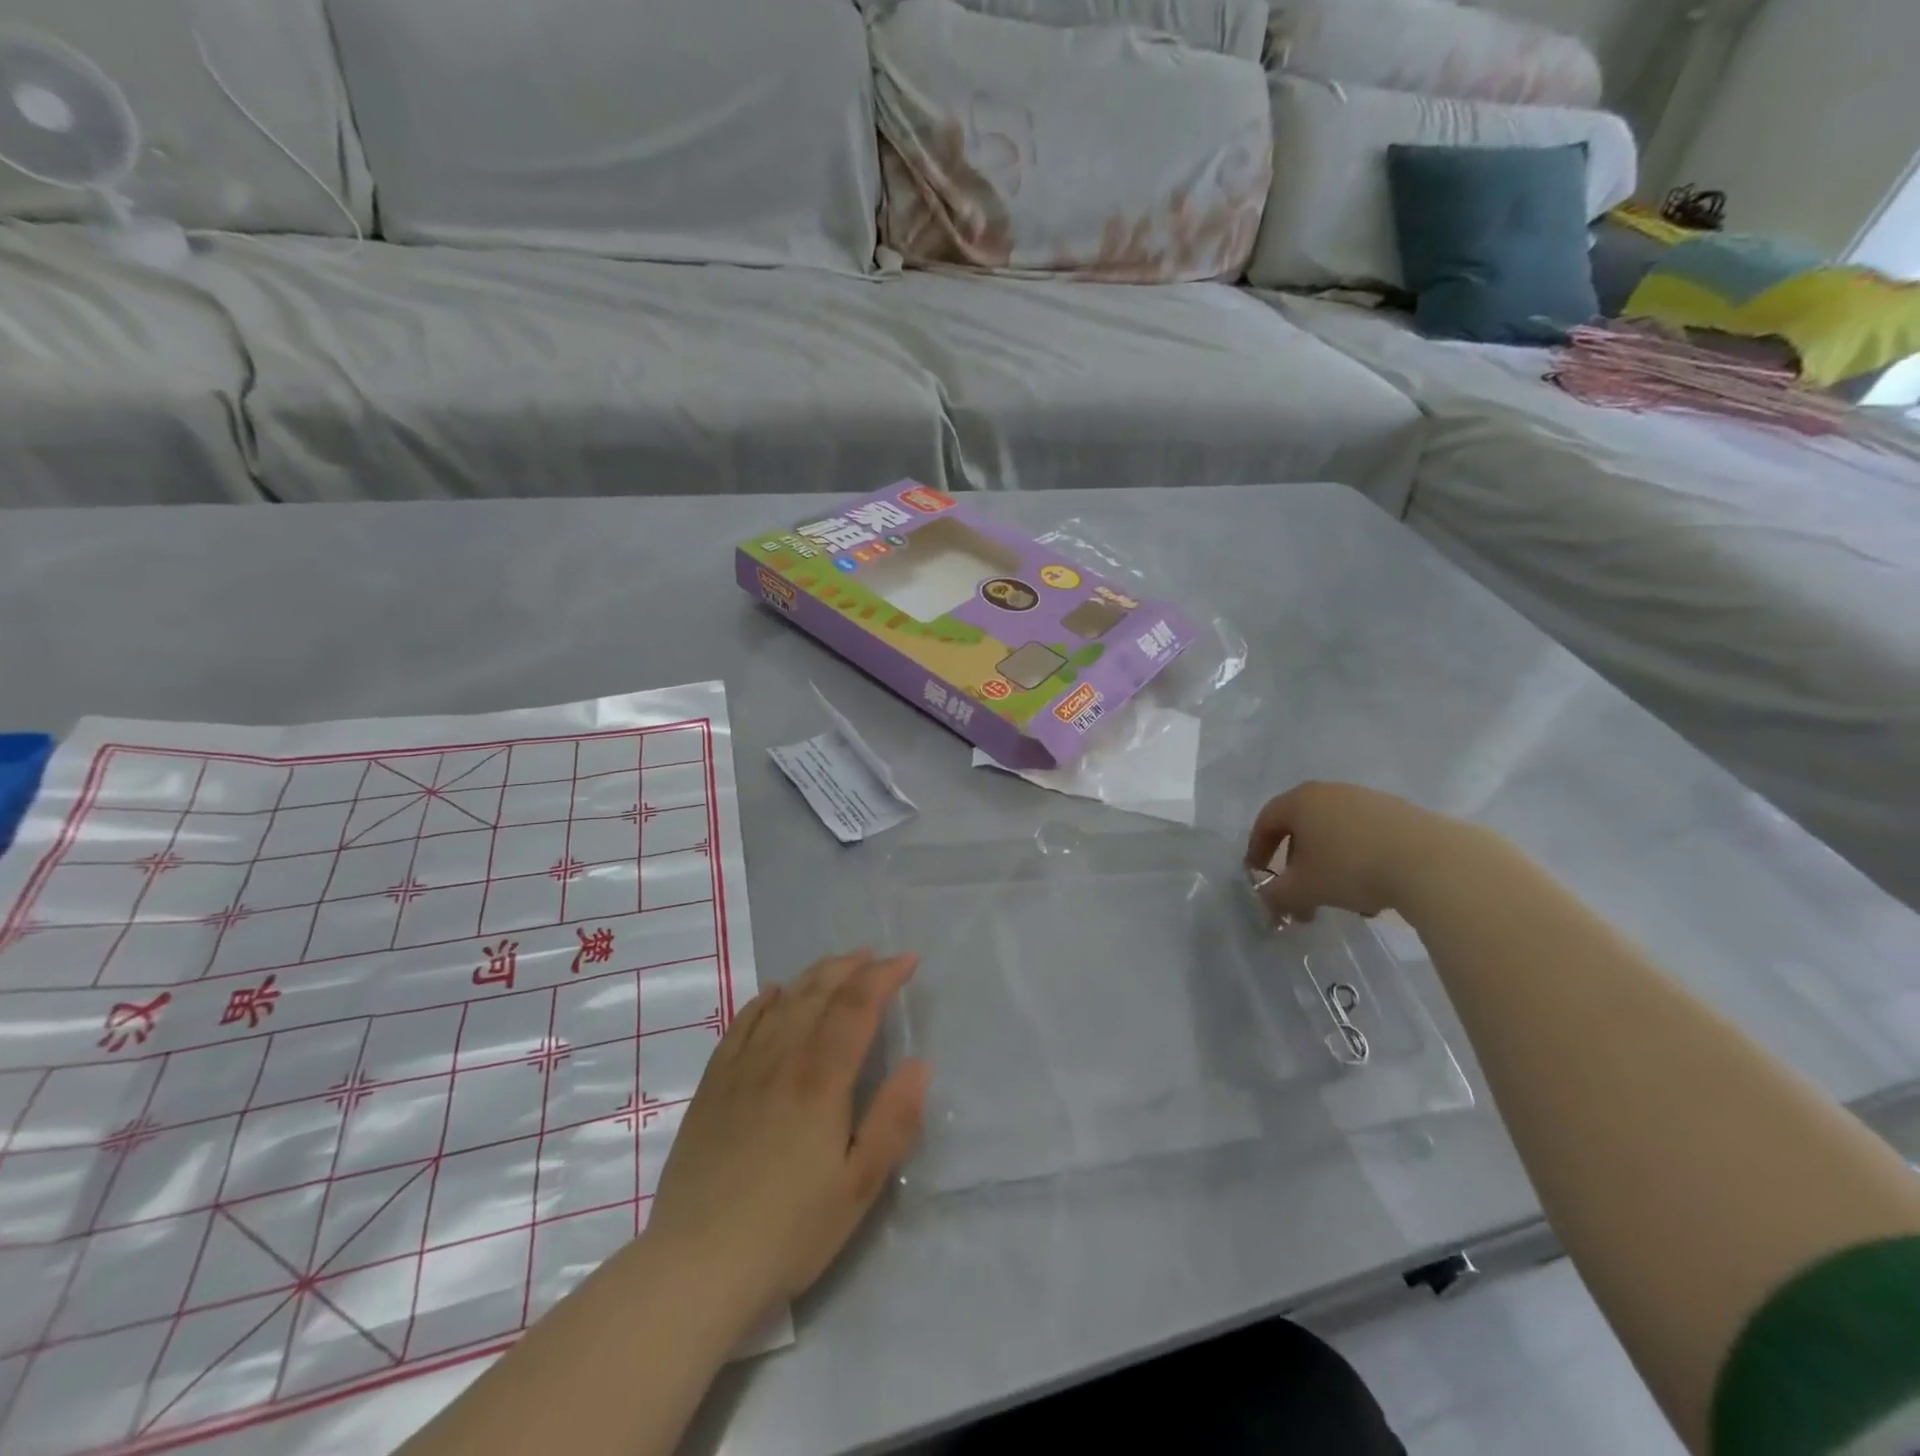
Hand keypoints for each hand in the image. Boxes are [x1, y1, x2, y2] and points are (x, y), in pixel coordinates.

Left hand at [643, 950, 929, 1320]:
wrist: (695, 1266)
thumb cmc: (789, 1231)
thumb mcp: (859, 1187)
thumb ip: (894, 1121)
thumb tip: (919, 1064)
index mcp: (822, 1080)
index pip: (858, 1007)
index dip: (884, 976)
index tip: (908, 960)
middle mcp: (782, 1059)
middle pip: (819, 993)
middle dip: (851, 968)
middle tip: (875, 956)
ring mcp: (741, 1069)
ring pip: (783, 1002)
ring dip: (814, 975)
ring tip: (836, 964)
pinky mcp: (712, 1086)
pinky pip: (741, 1025)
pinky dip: (763, 1001)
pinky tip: (773, 994)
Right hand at [1245, 782, 1458, 920]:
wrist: (1432, 862)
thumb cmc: (1351, 868)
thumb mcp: (1303, 889)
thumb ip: (1276, 896)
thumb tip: (1269, 901)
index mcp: (1301, 801)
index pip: (1266, 821)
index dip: (1257, 850)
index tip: (1258, 876)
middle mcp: (1331, 792)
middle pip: (1302, 828)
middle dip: (1296, 865)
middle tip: (1298, 894)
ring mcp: (1368, 799)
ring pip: (1335, 835)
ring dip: (1329, 866)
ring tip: (1338, 900)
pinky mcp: (1400, 813)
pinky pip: (1365, 837)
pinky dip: (1358, 862)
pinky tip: (1372, 893)